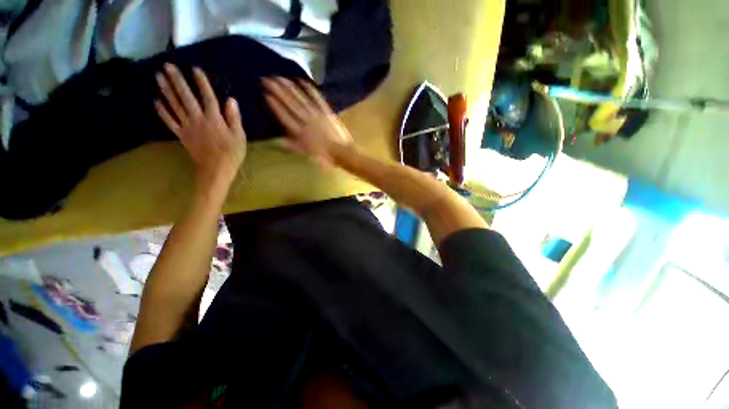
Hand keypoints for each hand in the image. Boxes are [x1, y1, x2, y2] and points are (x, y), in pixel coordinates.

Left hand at [154, 64, 246, 193]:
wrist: (216, 169)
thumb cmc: (232, 153)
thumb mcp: (240, 136)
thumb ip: (234, 118)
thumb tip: (231, 100)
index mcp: (214, 119)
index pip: (207, 97)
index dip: (201, 82)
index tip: (195, 69)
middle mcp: (198, 119)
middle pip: (186, 97)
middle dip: (177, 80)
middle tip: (168, 65)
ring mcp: (187, 126)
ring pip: (174, 105)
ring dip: (166, 90)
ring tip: (159, 76)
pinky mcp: (181, 135)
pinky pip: (169, 121)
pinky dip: (162, 110)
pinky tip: (156, 100)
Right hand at [262, 77, 352, 166]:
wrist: (342, 152)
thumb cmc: (324, 156)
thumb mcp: (306, 154)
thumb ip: (291, 146)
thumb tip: (275, 140)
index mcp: (300, 132)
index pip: (284, 116)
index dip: (274, 105)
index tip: (265, 94)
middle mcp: (307, 120)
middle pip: (290, 103)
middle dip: (278, 90)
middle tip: (266, 78)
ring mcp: (317, 114)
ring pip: (301, 98)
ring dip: (290, 87)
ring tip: (279, 77)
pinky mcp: (327, 111)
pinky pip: (317, 98)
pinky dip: (309, 88)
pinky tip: (302, 80)